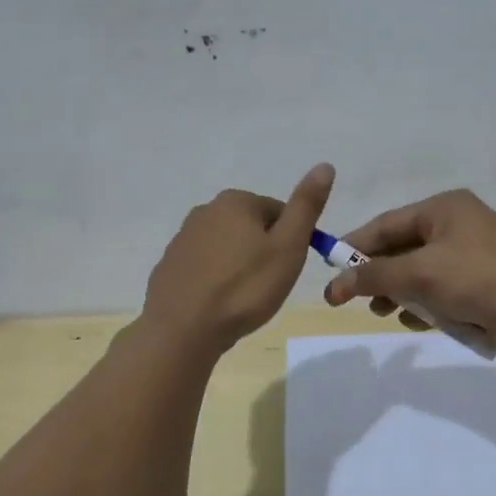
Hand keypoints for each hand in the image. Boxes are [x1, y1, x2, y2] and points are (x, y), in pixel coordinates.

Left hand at [143, 164, 334, 353]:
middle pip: (251, 228)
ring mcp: (183, 238)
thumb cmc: (245, 288)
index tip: (287, 269)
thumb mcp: (288, 247)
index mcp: (236, 201)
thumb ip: (306, 206)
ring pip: (227, 247)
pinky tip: (219, 305)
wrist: (183, 329)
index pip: (279, 213)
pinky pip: (205, 267)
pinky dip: (216, 280)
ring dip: (239, 266)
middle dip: (263, 252)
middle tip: (268, 286)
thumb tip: (325, 165)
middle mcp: (205, 210)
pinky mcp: (170, 265)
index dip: (290, 242)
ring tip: (244, 299)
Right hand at [323, 189, 495, 350]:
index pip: (385, 224)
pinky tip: (424, 323)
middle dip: (381, 277)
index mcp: (443, 208)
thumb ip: (375, 277)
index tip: (331, 274)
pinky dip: (431, 304)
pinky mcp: (487, 280)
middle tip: (362, 303)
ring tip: (392, 315)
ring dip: (405, 294)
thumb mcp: (421, 274)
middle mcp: (458, 224)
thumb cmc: (481, 278)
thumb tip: (337, 285)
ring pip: (423, 273)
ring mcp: (475, 252)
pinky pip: (445, 289)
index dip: (355, 248)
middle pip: (403, 249)